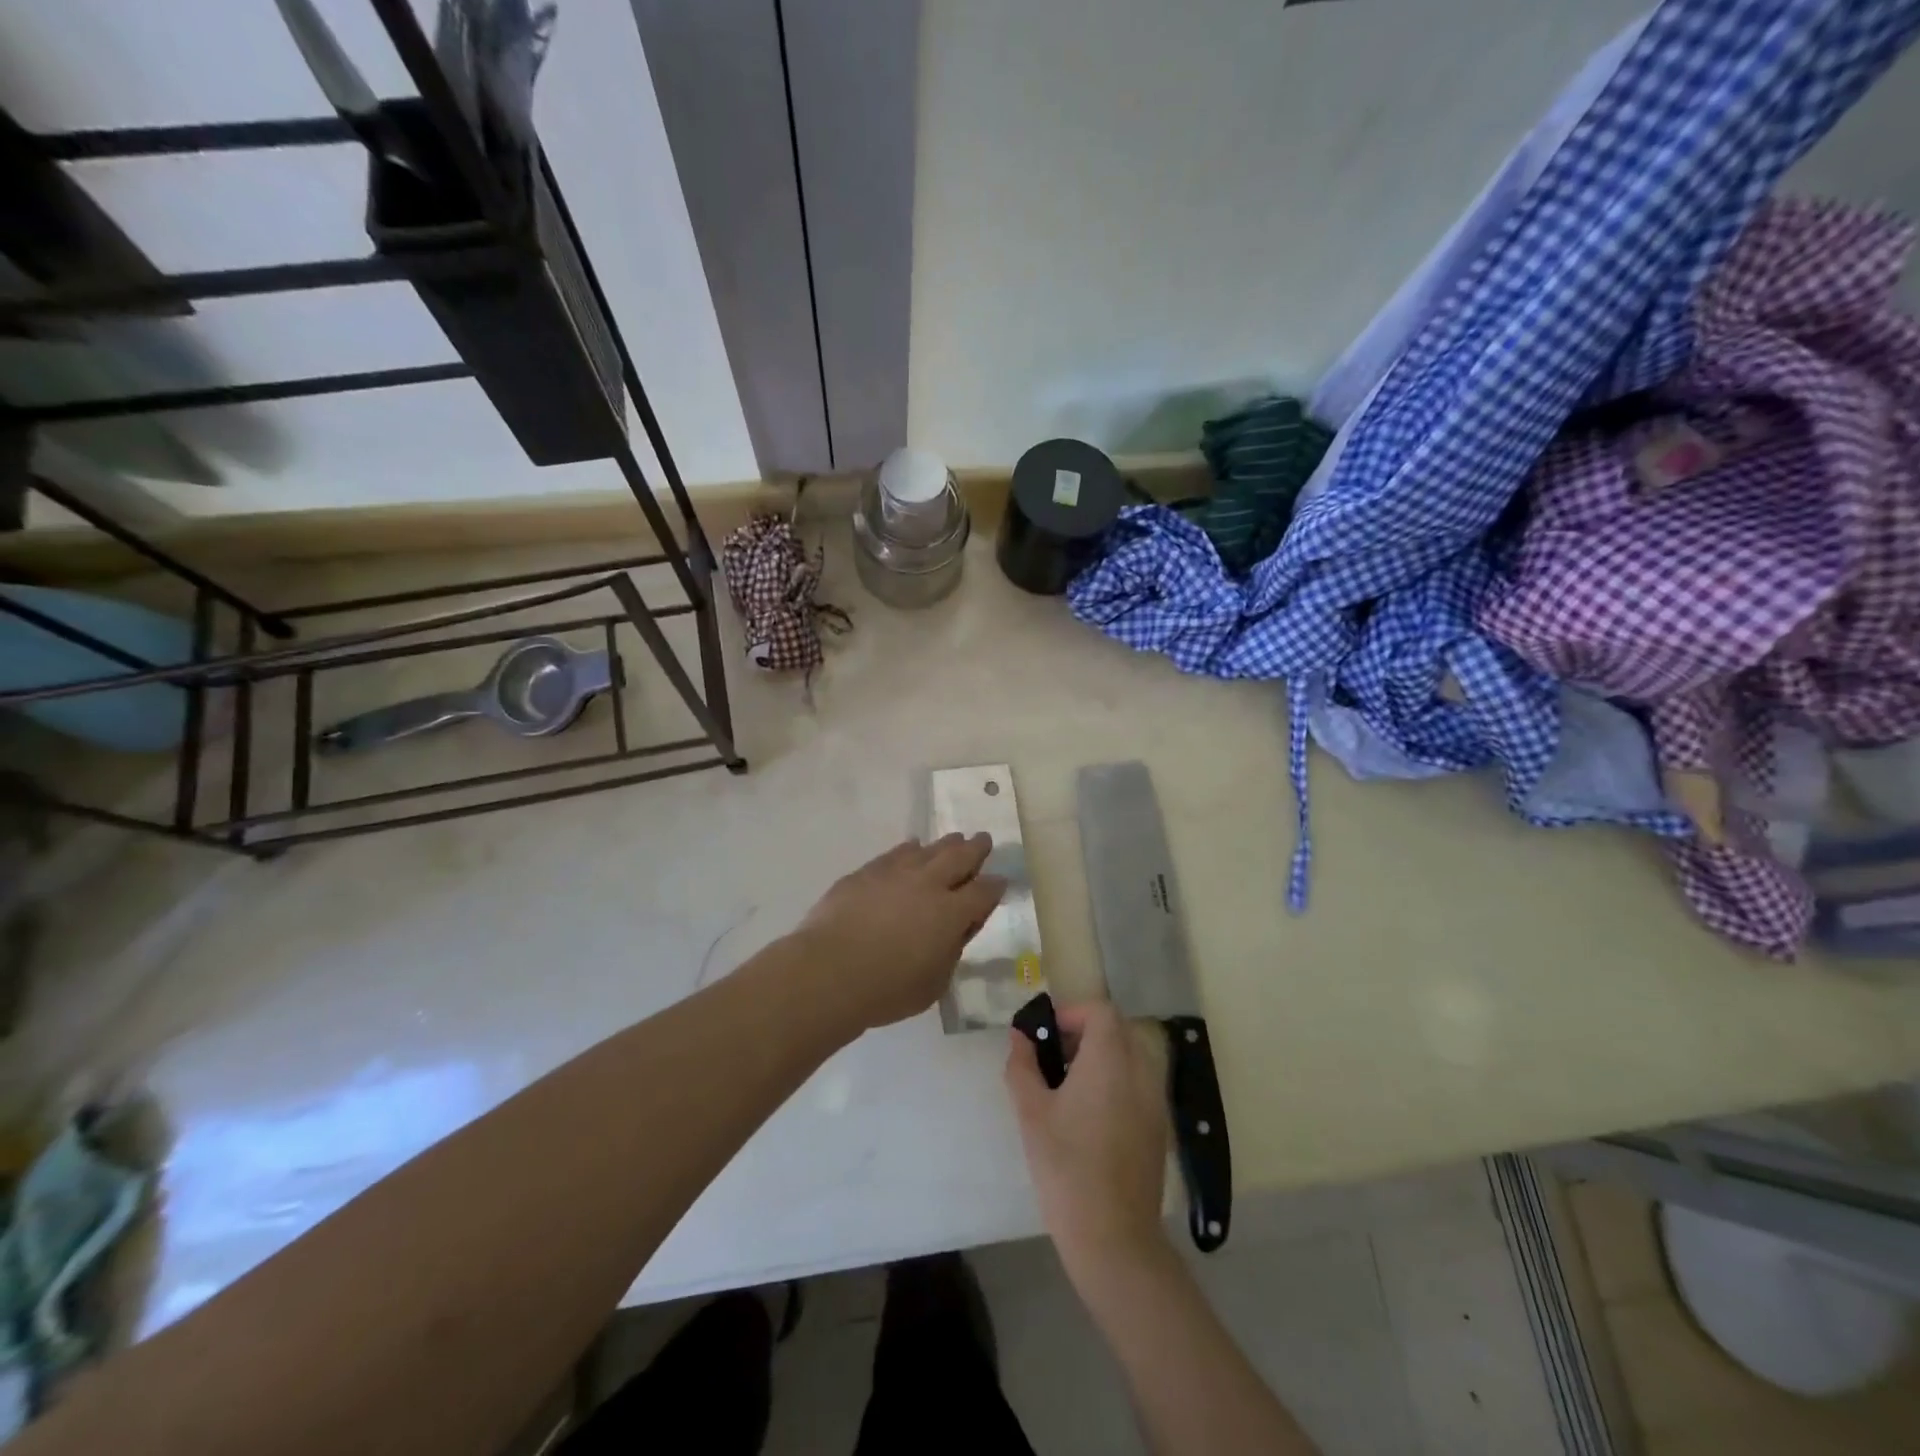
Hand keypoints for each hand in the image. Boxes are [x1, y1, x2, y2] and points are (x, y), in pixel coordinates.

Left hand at [793, 834, 1005, 1031]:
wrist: (828, 971)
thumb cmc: (887, 989)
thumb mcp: (934, 983)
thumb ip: (950, 952)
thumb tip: (953, 932)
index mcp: (952, 913)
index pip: (984, 891)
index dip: (995, 886)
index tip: (1000, 882)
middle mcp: (928, 884)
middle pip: (960, 857)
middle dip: (976, 848)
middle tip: (984, 840)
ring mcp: (895, 873)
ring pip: (929, 849)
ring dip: (945, 844)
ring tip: (954, 840)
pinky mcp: (866, 872)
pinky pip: (896, 853)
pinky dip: (909, 849)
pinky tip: (911, 848)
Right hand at [1005, 1000, 1170, 1278]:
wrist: (1113, 1237)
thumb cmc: (1066, 1167)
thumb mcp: (1031, 1113)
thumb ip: (1023, 1065)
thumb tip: (1020, 1036)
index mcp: (1110, 1061)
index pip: (1100, 1011)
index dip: (1072, 1013)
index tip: (1046, 1035)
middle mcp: (1140, 1071)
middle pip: (1117, 1029)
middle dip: (1084, 1033)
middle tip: (1054, 1059)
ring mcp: (1154, 1100)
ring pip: (1130, 1056)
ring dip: (1101, 1057)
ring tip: (1068, 1088)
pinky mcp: (1158, 1127)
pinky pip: (1138, 1084)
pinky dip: (1115, 1081)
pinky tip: (1090, 1117)